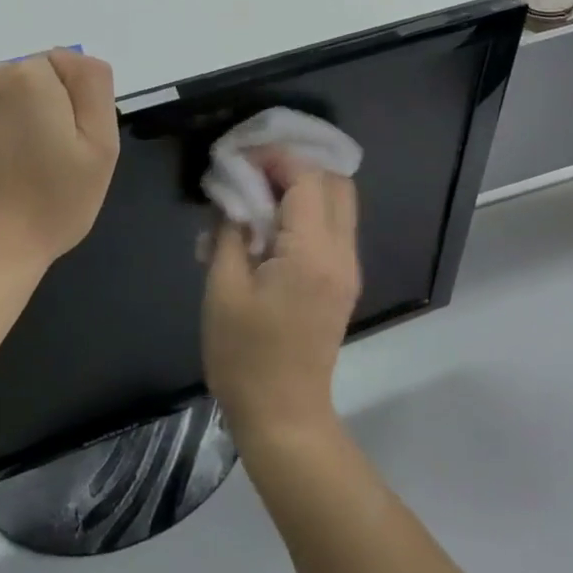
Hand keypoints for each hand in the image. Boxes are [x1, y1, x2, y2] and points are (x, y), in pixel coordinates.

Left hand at [0, 50, 118, 272]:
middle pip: (4, 82)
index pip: (49, 74)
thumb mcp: (101, 149)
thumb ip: (91, 85)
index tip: (50, 150)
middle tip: (17, 167)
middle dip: (12, 112)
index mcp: (26, 77)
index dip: (55, 111)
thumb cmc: (47, 209)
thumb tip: (64, 58)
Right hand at [202, 154, 361, 447]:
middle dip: (297, 166)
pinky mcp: (344, 281)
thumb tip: (233, 195)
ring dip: (306, 187)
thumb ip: (230, 232)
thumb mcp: (223, 289)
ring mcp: (349, 268)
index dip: (276, 159)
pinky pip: (335, 228)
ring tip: (261, 191)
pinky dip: (311, 211)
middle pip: (336, 183)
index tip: (242, 157)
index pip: (307, 179)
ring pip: (340, 203)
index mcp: (313, 252)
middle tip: (255, 170)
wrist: (284, 415)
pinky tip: (274, 222)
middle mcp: (342, 253)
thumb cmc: (246, 356)